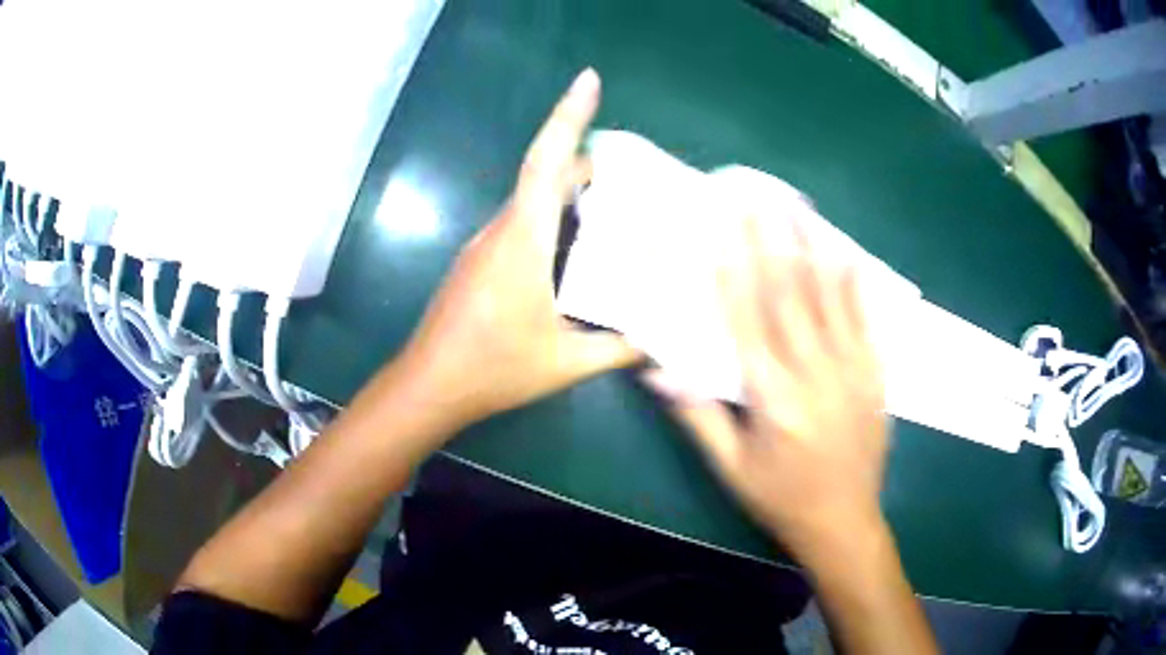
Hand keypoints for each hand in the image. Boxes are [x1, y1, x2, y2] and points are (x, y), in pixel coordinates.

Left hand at [396, 69, 639, 432]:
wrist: (429, 385)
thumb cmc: (493, 368)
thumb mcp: (565, 363)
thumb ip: (618, 349)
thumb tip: (660, 342)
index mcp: (523, 240)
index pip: (546, 162)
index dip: (568, 116)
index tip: (589, 80)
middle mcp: (501, 230)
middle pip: (544, 174)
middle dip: (586, 160)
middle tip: (633, 169)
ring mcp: (486, 245)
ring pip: (533, 200)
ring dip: (570, 192)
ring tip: (617, 206)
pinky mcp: (481, 262)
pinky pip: (523, 224)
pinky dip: (555, 219)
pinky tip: (580, 248)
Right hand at [646, 213, 889, 555]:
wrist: (843, 522)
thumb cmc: (779, 496)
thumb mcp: (730, 467)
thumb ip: (697, 414)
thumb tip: (658, 369)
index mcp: (770, 395)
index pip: (746, 317)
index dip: (732, 267)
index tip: (722, 226)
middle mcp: (812, 371)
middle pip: (789, 293)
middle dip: (771, 238)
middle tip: (759, 195)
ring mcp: (851, 369)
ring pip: (830, 296)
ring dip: (813, 246)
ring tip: (801, 207)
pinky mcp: (875, 375)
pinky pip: (865, 319)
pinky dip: (855, 283)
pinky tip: (848, 252)